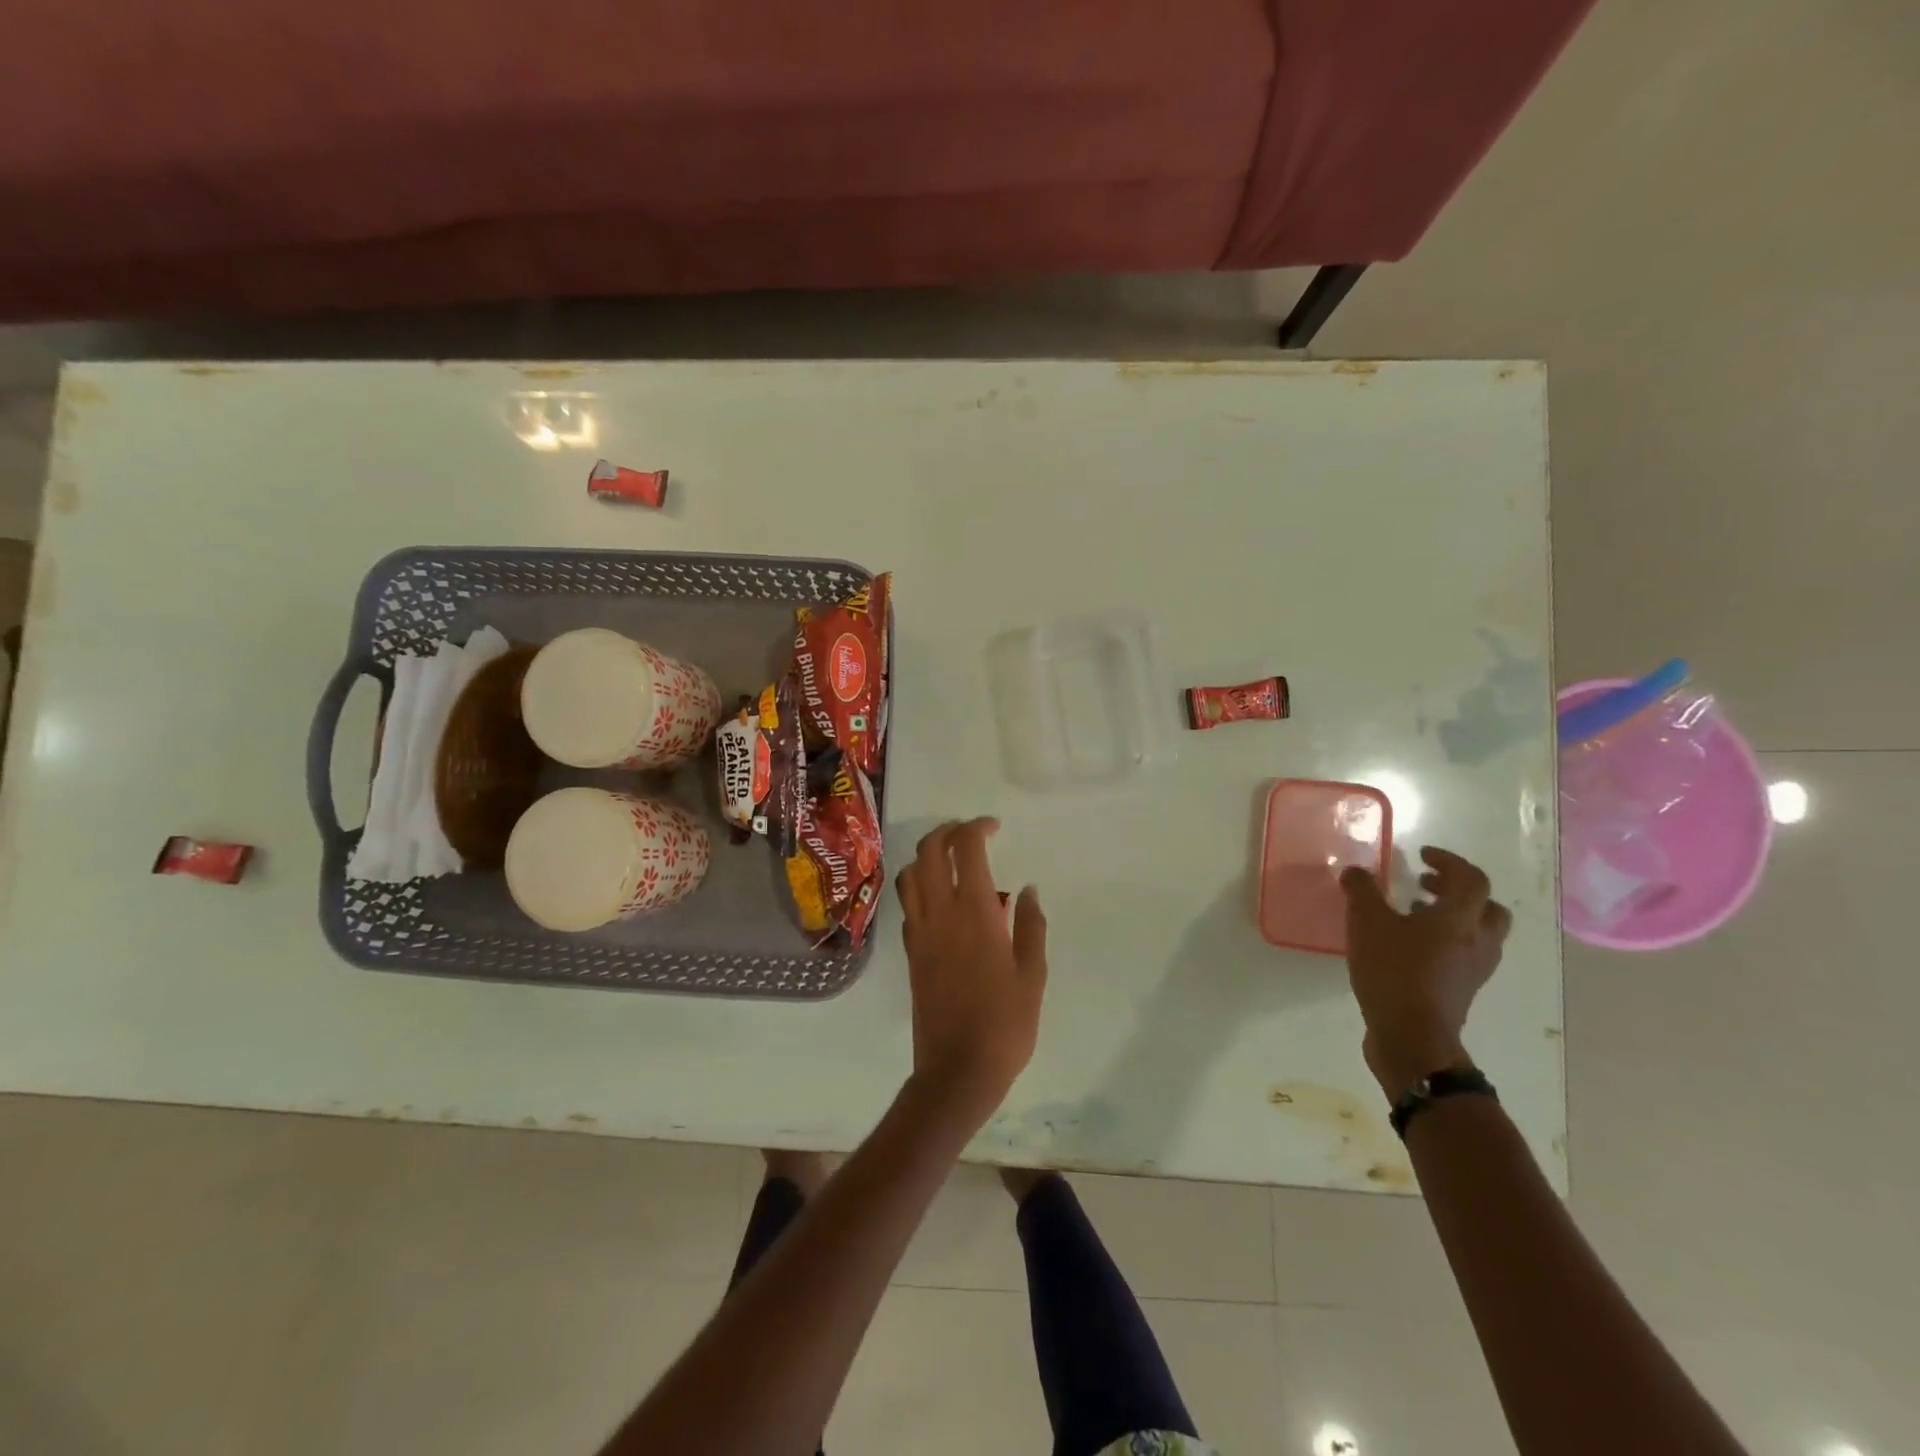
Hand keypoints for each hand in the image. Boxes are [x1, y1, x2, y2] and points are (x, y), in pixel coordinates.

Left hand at [895, 819, 1047, 1125]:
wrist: (957, 1070)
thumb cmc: (1005, 1023)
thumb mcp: (1032, 974)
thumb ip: (1031, 925)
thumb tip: (1027, 888)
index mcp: (975, 913)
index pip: (966, 849)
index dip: (978, 827)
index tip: (994, 827)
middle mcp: (940, 913)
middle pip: (929, 850)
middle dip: (947, 831)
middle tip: (970, 833)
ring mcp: (919, 932)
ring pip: (911, 874)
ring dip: (928, 855)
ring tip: (952, 860)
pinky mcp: (910, 951)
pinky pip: (909, 903)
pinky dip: (921, 886)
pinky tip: (943, 900)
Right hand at [1339, 847, 1510, 1099]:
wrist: (1412, 1037)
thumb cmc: (1394, 972)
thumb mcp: (1367, 924)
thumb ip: (1362, 892)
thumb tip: (1357, 872)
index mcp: (1460, 918)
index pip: (1471, 879)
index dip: (1449, 861)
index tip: (1422, 855)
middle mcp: (1478, 941)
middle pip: (1486, 907)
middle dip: (1457, 890)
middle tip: (1425, 884)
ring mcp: (1474, 968)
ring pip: (1478, 932)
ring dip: (1451, 916)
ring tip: (1412, 914)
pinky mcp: (1463, 989)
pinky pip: (1464, 953)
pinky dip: (1444, 940)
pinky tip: (1409, 945)